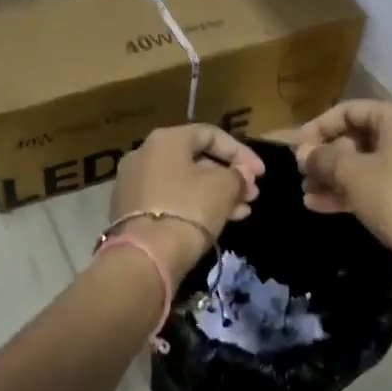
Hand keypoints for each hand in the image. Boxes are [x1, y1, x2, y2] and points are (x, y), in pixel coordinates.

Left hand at [110, 125, 263, 277]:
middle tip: (252, 195)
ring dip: (216, 195)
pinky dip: (194, 206)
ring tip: (242, 212)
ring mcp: (133, 183)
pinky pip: (170, 199)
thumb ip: (238, 175)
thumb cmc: (189, 209)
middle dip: (229, 177)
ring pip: (184, 183)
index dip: (241, 152)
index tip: (261, 174)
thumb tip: (241, 174)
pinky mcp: (130, 210)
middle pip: (196, 160)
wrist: (146, 255)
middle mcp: (144, 154)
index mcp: (165, 139)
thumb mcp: (224, 187)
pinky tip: (219, 222)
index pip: (210, 134)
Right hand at [293, 100, 391, 257]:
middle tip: (301, 175)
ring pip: (367, 164)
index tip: (294, 150)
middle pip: (358, 137)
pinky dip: (353, 191)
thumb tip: (302, 152)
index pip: (348, 110)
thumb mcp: (350, 174)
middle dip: (325, 157)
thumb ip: (322, 157)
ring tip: (306, 194)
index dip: (317, 128)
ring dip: (334, 177)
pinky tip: (322, 206)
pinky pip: (380, 183)